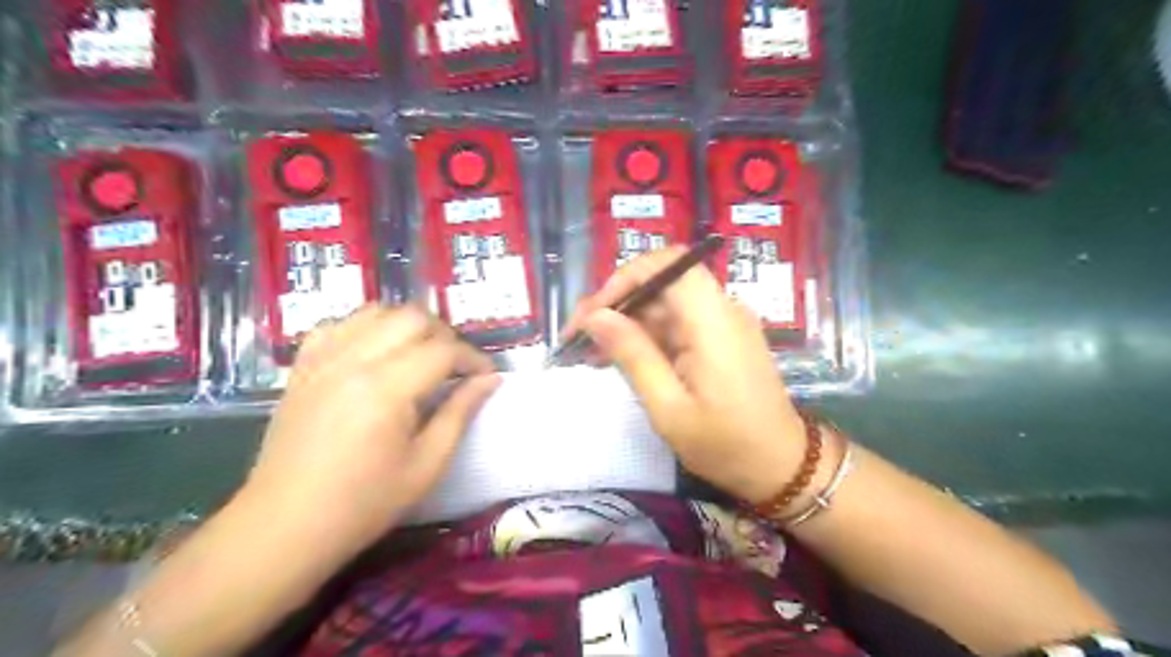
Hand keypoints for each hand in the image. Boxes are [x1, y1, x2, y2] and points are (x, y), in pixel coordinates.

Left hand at [243, 306, 500, 552]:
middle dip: (445, 335)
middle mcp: (353, 360)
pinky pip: (339, 325)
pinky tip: (375, 353)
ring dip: (408, 326)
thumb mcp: (427, 464)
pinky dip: (366, 328)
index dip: (473, 359)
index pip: (444, 350)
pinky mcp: (303, 367)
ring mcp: (323, 359)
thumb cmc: (364, 503)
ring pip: (377, 311)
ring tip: (421, 355)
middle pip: (413, 317)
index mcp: (386, 389)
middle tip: (456, 366)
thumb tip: (490, 380)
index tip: (487, 376)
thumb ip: (461, 413)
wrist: (285, 525)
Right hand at [566, 246, 806, 502]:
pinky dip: (647, 335)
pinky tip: (621, 357)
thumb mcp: (669, 408)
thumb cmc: (725, 444)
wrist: (782, 467)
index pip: (669, 264)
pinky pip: (678, 323)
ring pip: (666, 303)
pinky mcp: (721, 338)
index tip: (593, 312)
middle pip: (663, 282)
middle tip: (579, 336)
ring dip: (628, 321)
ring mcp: (724, 323)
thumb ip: (632, 355)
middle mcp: (722, 309)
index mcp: (713, 321)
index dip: (625, 277)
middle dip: (618, 302)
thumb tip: (595, 316)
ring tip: (591, 351)